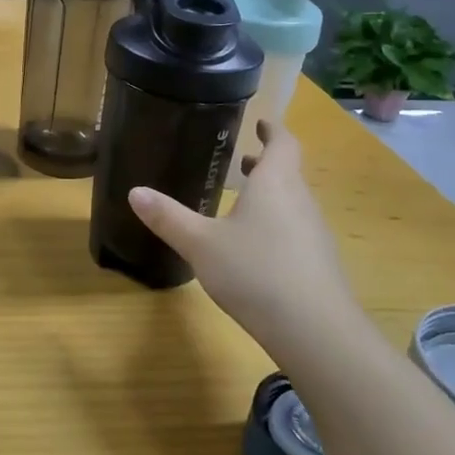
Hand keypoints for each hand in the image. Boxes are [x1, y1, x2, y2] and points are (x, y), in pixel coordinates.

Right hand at [129, 121, 360, 358]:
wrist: (315, 331)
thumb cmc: (255, 272)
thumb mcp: (200, 244)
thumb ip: (168, 218)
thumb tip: (134, 192)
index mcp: (275, 183)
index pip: (283, 143)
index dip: (272, 130)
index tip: (261, 122)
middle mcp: (300, 201)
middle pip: (288, 173)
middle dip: (266, 164)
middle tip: (242, 162)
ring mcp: (315, 234)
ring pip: (292, 203)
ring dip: (271, 196)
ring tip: (243, 204)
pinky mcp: (320, 264)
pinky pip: (297, 231)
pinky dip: (277, 225)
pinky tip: (256, 250)